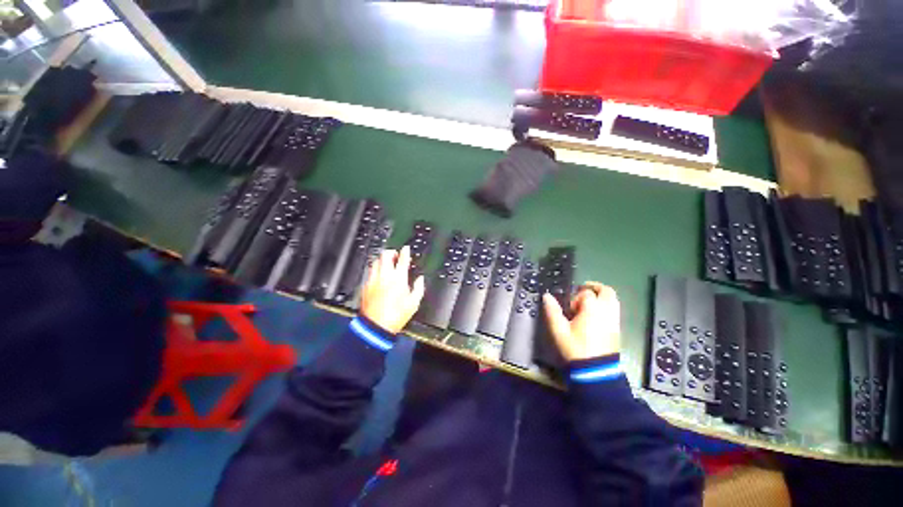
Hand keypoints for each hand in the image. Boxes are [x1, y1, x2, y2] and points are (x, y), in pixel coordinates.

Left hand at [360, 246, 425, 333]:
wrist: (376, 326)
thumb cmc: (396, 315)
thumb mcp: (414, 303)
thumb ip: (419, 288)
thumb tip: (420, 279)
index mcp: (398, 279)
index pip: (402, 259)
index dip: (405, 252)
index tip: (406, 249)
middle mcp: (385, 276)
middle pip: (386, 255)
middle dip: (391, 252)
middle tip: (395, 255)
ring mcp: (374, 280)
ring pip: (376, 261)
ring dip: (382, 260)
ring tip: (387, 263)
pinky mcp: (366, 286)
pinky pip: (370, 271)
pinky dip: (375, 269)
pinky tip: (379, 274)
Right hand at [542, 282, 619, 361]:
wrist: (596, 371)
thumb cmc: (576, 348)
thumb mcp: (559, 330)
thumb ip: (553, 311)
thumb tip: (547, 296)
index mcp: (592, 308)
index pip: (586, 293)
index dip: (575, 297)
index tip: (569, 309)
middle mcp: (607, 311)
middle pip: (606, 291)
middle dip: (594, 288)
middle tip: (582, 291)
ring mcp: (614, 320)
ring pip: (613, 300)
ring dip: (601, 296)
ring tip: (588, 302)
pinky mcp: (617, 328)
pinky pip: (614, 310)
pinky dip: (606, 306)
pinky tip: (595, 315)